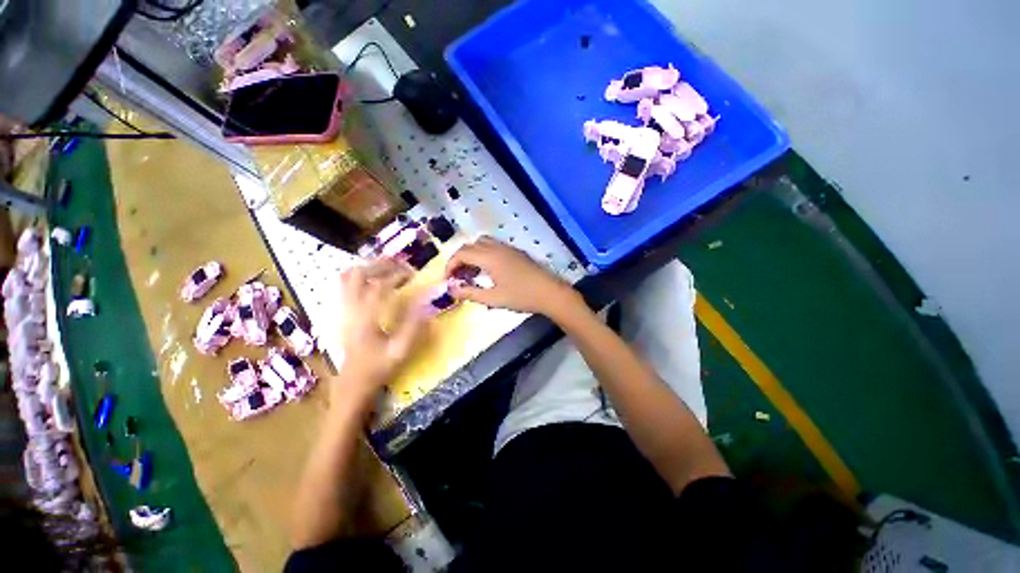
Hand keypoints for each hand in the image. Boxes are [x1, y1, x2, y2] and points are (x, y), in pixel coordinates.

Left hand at [335, 259, 422, 404]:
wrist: (353, 382)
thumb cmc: (378, 367)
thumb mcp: (401, 351)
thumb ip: (414, 326)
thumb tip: (427, 303)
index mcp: (365, 318)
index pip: (379, 286)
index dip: (397, 276)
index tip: (412, 274)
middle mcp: (351, 309)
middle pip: (358, 275)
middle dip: (380, 265)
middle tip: (400, 264)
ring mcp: (343, 310)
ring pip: (347, 278)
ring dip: (367, 268)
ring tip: (387, 267)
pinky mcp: (342, 312)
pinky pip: (344, 286)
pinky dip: (358, 276)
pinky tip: (373, 279)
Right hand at [445, 237, 579, 316]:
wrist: (550, 292)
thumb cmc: (521, 296)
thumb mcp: (493, 298)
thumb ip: (470, 293)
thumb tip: (451, 290)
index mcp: (489, 257)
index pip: (461, 253)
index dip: (450, 266)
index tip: (448, 281)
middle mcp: (497, 247)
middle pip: (470, 246)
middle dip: (460, 260)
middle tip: (458, 278)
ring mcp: (508, 248)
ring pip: (482, 243)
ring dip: (472, 255)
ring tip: (472, 273)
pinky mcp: (515, 252)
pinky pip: (493, 246)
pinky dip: (483, 254)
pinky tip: (488, 271)